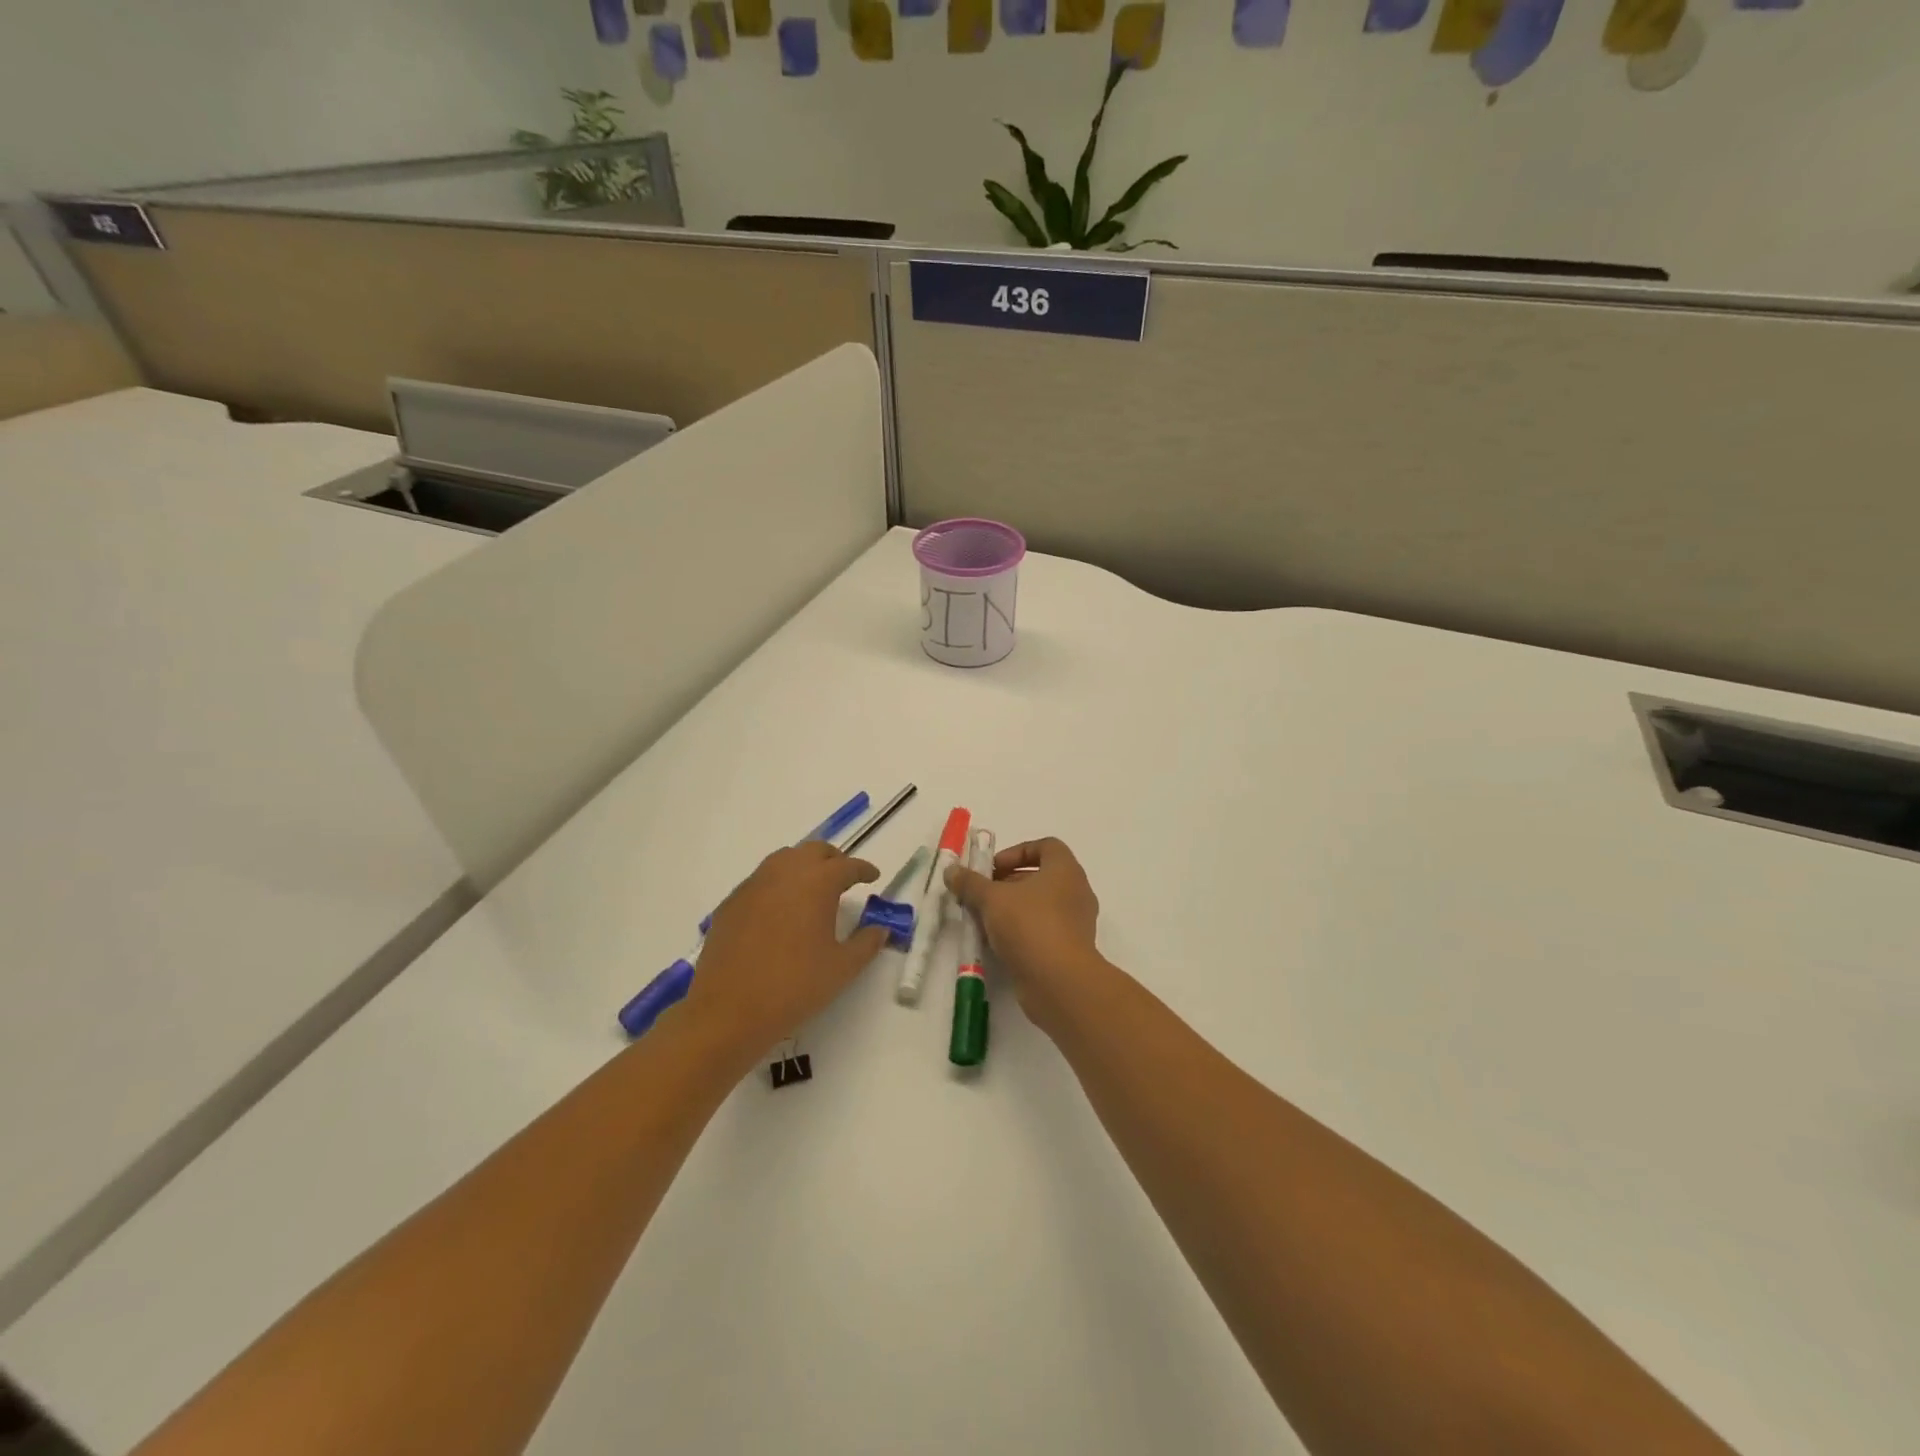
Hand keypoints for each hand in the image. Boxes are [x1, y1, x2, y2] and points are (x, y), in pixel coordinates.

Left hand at [683, 843, 888, 1054]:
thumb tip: (880, 929)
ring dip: (803, 866)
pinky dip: (777, 884)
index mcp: (817, 883)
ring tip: (812, 889)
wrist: (729, 1010)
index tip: (873, 877)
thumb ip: (866, 943)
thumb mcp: (842, 968)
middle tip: (844, 879)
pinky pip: (760, 880)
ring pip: (783, 859)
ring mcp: (753, 885)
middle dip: (833, 860)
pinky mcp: (731, 903)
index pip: (847, 866)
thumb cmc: (794, 986)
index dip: (863, 869)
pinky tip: (779, 910)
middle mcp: (784, 873)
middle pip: (813, 851)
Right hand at [946, 837, 1112, 1036]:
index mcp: (1065, 870)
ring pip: (1041, 905)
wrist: (1059, 982)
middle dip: (1009, 883)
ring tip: (986, 920)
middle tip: (983, 895)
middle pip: (1041, 877)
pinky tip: (999, 943)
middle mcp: (1077, 892)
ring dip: (1014, 909)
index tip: (993, 869)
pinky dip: (1023, 931)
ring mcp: (1077, 922)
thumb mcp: (992, 899)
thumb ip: (971, 883)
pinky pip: (1045, 930)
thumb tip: (951, 870)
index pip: (1046, 846)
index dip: (1017, 852)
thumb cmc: (1029, 926)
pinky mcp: (1071, 949)